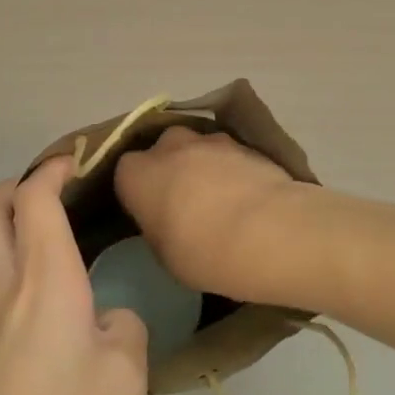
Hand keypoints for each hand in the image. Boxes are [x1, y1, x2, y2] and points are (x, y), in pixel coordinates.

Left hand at [0, 156, 148, 394]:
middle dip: (16, 187)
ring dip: (14, 238)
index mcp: (44, 279)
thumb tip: (105, 321)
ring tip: (62, 266)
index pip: (35, 198)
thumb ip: (123, 330)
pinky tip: (48, 338)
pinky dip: (16, 288)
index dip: (53, 169)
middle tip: (52, 193)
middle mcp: (2, 291)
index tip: (76, 160)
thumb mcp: (125, 378)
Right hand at [113, 127, 296, 299]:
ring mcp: (209, 139)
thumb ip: (158, 228)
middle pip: (162, 151)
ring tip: (222, 200)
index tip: (151, 214)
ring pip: (198, 148)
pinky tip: (246, 196)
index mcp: (137, 174)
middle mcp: (169, 146)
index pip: (126, 175)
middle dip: (171, 170)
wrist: (268, 231)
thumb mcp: (165, 255)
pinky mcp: (245, 143)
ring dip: (203, 166)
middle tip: (185, 203)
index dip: (139, 194)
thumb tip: (167, 222)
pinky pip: (229, 154)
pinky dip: (232, 169)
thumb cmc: (204, 252)